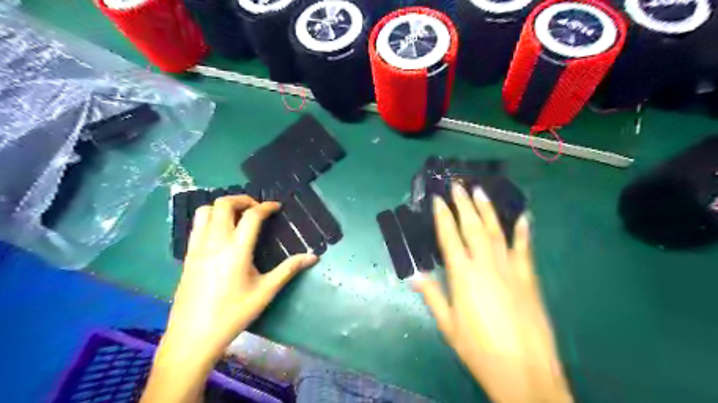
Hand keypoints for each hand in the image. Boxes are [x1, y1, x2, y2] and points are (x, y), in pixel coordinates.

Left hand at [163, 197, 320, 365]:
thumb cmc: (233, 314)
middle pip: (224, 204)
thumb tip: (313, 257)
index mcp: (237, 250)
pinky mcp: (188, 255)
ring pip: (206, 211)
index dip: (266, 206)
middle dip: (243, 199)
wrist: (193, 336)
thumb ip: (289, 269)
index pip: (252, 215)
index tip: (276, 207)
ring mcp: (198, 247)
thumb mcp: (265, 291)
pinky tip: (222, 232)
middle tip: (257, 208)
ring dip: (223, 206)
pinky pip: (197, 225)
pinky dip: (211, 217)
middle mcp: (215, 242)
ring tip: (238, 216)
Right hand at [415, 184, 572, 402]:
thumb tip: (414, 275)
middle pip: (473, 227)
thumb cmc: (479, 350)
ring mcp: (510, 269)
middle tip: (458, 185)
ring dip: (488, 210)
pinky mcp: (529, 278)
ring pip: (497, 232)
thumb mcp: (448, 326)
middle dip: (464, 204)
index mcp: (463, 276)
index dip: (443, 216)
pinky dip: (523, 231)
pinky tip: (523, 216)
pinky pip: (525, 248)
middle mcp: (486, 265)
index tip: (438, 199)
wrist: (524, 373)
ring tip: (480, 191)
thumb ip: (432, 296)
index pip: (450, 238)